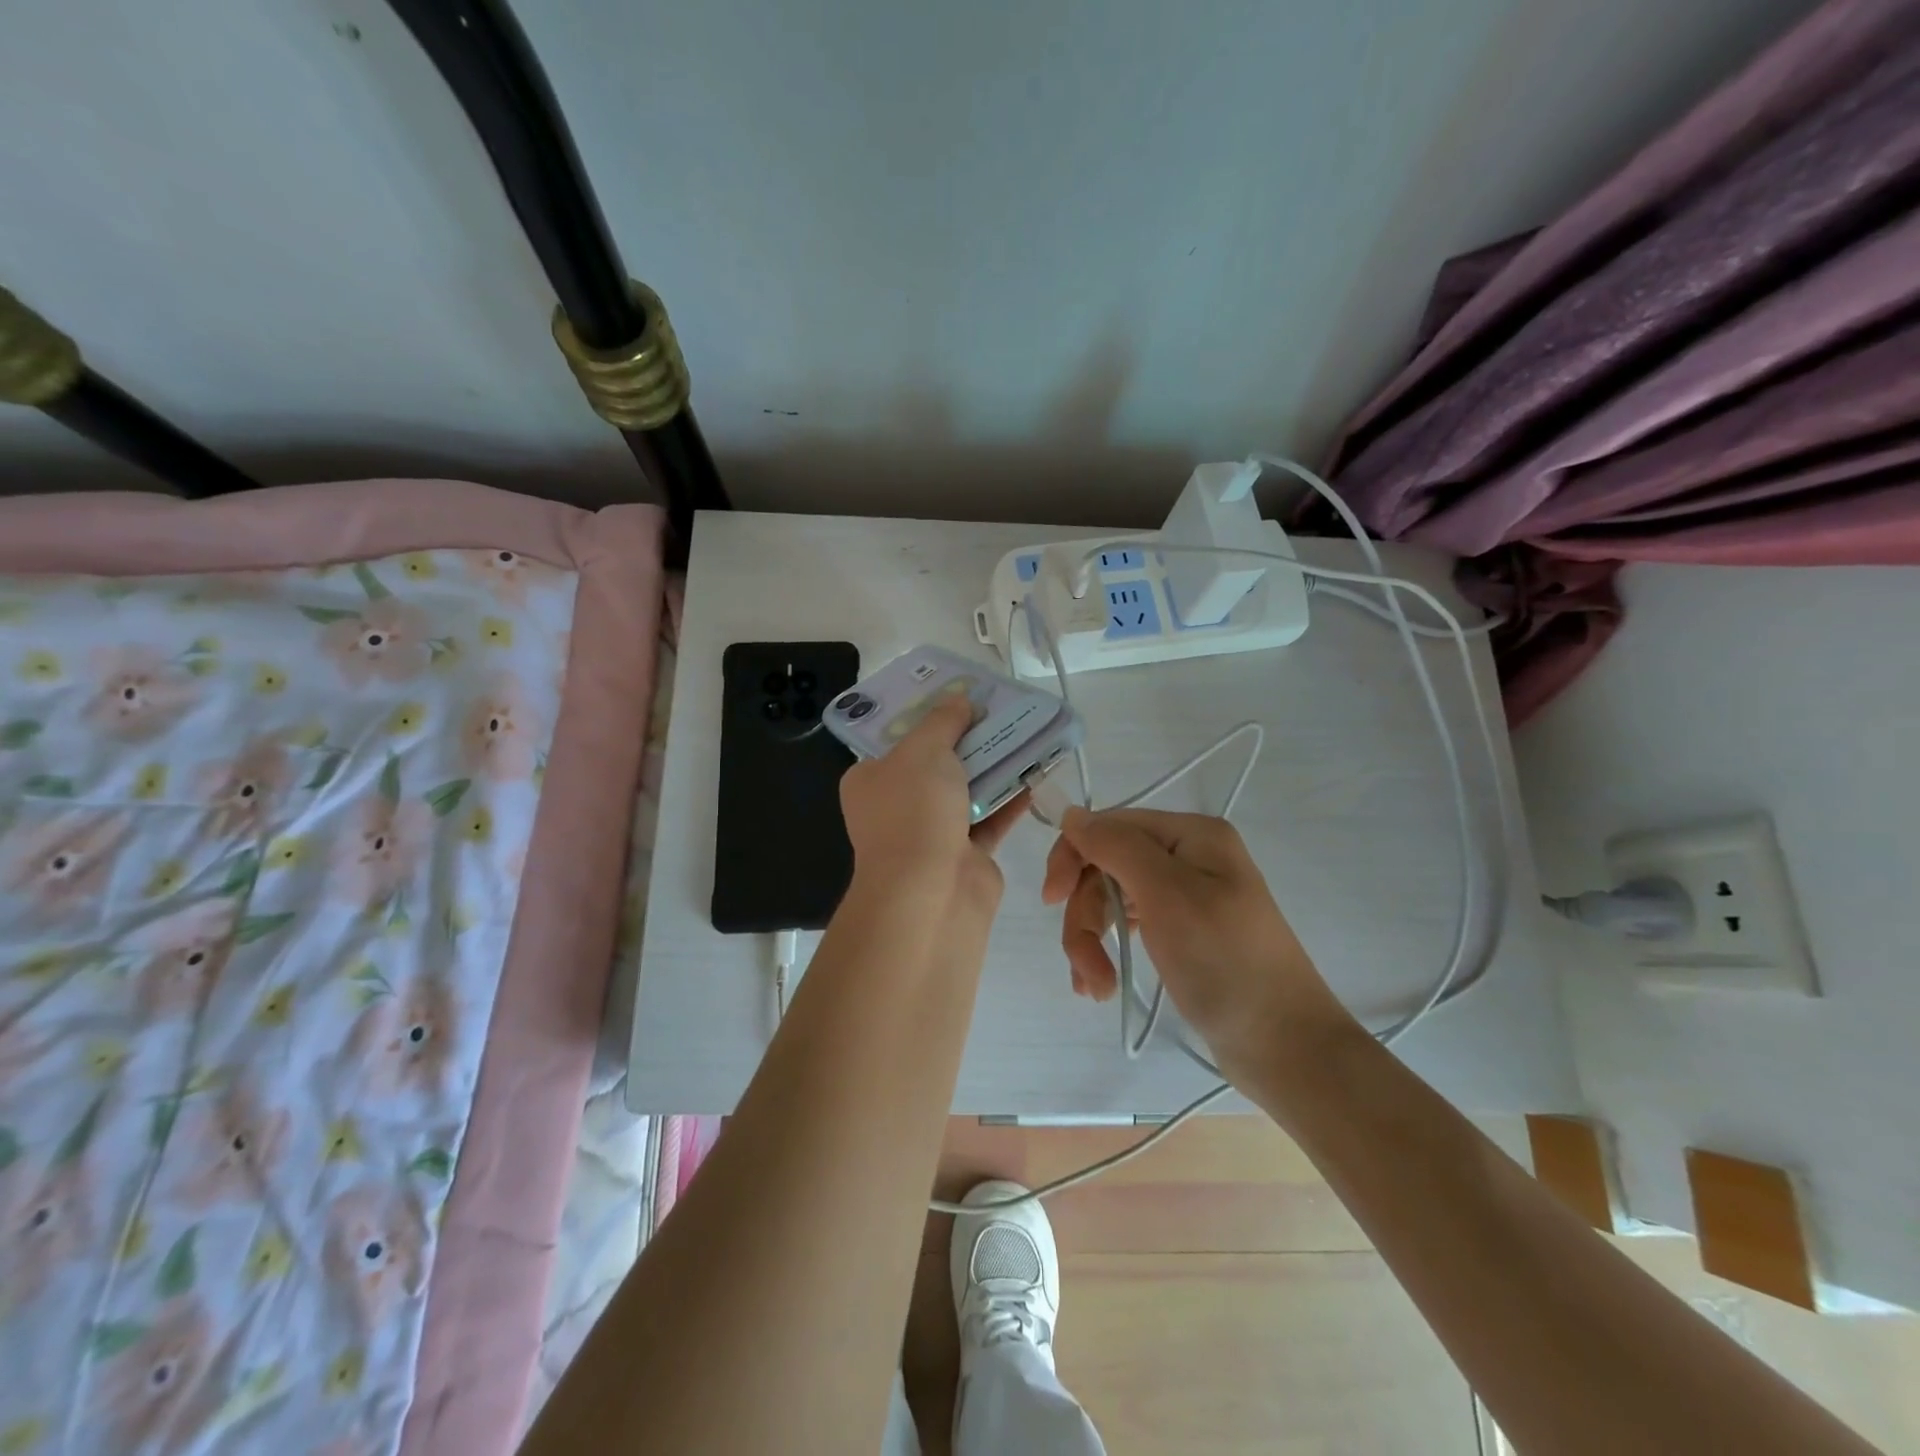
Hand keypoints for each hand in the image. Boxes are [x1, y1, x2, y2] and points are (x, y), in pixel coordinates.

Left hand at [838, 694, 1027, 911]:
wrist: (932, 892)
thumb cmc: (914, 810)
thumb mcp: (924, 750)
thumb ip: (943, 721)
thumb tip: (959, 699)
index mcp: (871, 779)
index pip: (896, 740)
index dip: (926, 716)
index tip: (956, 695)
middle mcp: (898, 805)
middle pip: (936, 762)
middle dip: (967, 738)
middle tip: (998, 709)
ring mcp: (932, 832)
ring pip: (967, 789)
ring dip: (994, 765)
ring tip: (1025, 732)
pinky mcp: (966, 854)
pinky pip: (991, 817)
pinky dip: (1010, 797)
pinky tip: (1035, 771)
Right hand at [1042, 808, 1349, 1081]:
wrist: (1285, 1047)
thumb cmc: (1226, 962)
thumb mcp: (1167, 895)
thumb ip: (1116, 846)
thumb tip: (1072, 813)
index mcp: (1191, 835)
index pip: (1110, 826)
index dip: (1074, 856)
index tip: (1051, 899)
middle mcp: (1187, 858)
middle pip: (1107, 868)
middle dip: (1086, 915)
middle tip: (1085, 966)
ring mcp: (1184, 897)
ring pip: (1112, 901)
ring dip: (1093, 942)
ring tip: (1096, 988)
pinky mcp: (1180, 934)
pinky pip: (1128, 928)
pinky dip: (1108, 953)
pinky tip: (1100, 986)